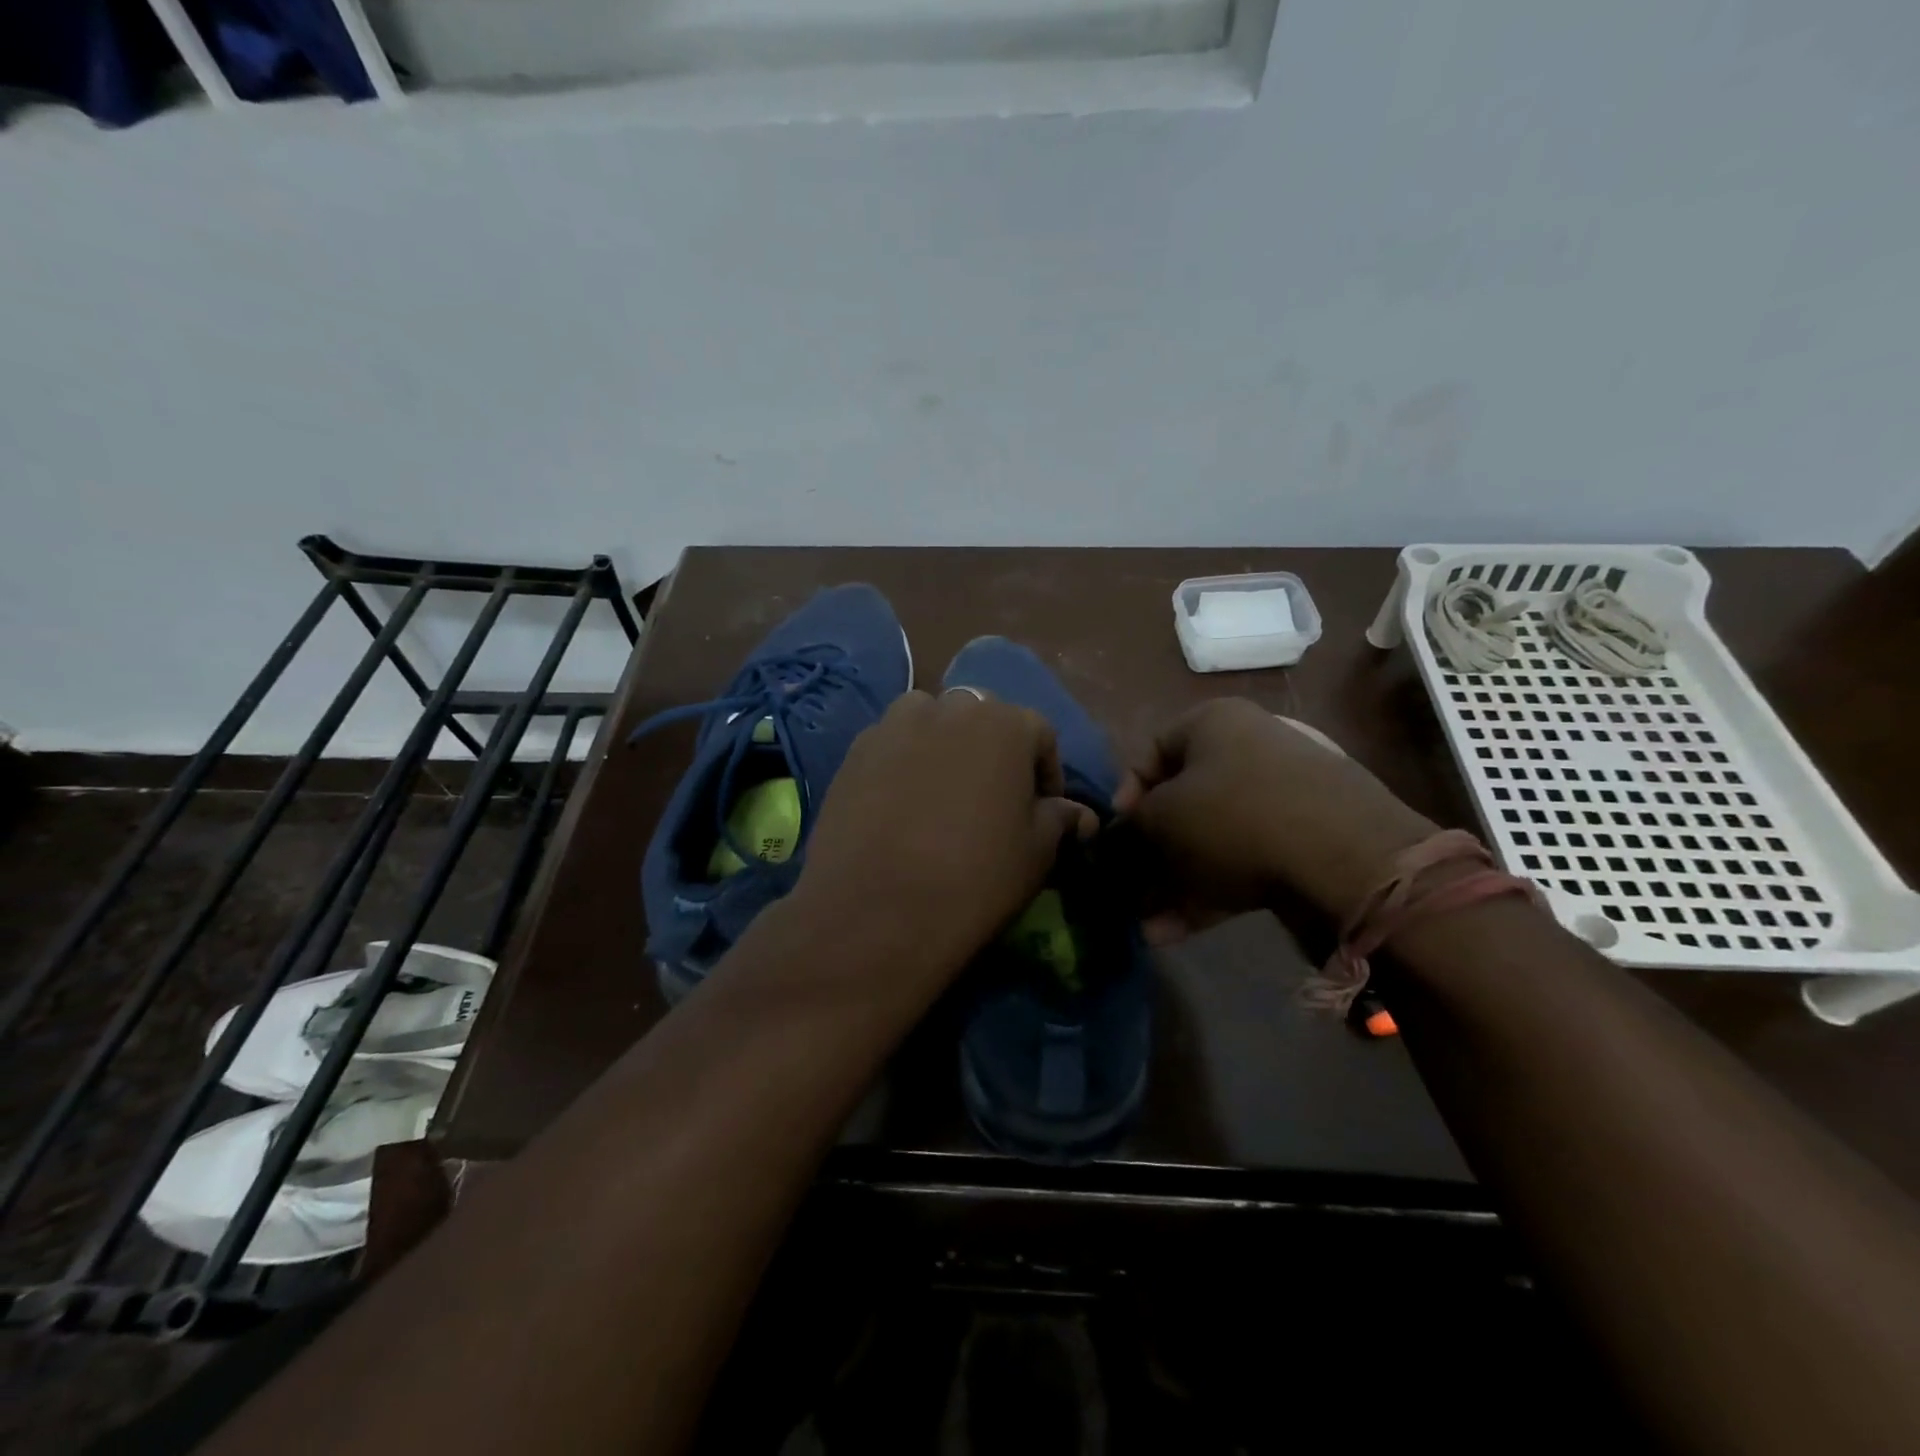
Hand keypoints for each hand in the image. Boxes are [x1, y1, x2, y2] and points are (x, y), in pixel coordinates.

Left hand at [793, 690, 1094, 980]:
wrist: (878, 912)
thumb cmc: (976, 878)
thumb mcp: (1037, 853)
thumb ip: (1059, 819)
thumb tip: (1078, 814)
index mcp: (1004, 723)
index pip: (1039, 734)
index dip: (1046, 774)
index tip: (1043, 810)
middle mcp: (949, 708)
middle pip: (982, 719)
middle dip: (994, 752)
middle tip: (991, 800)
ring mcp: (894, 726)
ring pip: (930, 722)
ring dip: (943, 745)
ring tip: (941, 794)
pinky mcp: (854, 752)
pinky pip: (891, 746)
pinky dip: (902, 763)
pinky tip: (900, 806)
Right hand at [1115, 698, 1436, 939]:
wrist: (1346, 858)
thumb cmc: (1234, 815)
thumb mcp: (1162, 817)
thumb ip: (1133, 825)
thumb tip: (1126, 834)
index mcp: (1214, 723)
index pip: (1153, 750)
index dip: (1126, 794)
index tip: (1117, 833)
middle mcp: (1250, 749)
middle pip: (1185, 801)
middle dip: (1153, 852)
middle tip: (1132, 888)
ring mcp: (1284, 796)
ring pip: (1214, 839)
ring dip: (1176, 883)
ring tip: (1150, 927)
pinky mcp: (1306, 840)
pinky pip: (1246, 861)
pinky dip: (1211, 892)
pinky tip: (1177, 933)